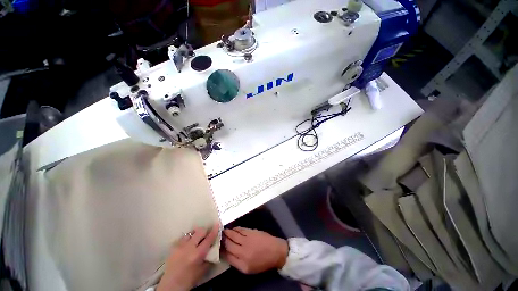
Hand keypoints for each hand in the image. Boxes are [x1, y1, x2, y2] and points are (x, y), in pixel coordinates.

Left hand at [157, 224, 218, 290]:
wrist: (171, 286)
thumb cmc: (189, 279)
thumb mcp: (203, 270)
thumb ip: (209, 257)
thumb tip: (214, 248)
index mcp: (197, 254)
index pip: (208, 238)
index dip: (214, 230)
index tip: (217, 224)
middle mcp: (189, 247)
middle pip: (199, 231)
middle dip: (204, 231)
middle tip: (206, 236)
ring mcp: (180, 246)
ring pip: (191, 233)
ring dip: (195, 235)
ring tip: (196, 240)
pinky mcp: (173, 247)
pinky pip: (183, 238)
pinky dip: (187, 239)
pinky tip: (187, 245)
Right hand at [222, 227, 287, 273]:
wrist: (275, 251)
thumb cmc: (262, 262)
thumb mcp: (248, 268)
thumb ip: (236, 262)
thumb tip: (226, 253)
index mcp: (242, 264)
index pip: (227, 256)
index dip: (220, 250)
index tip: (217, 246)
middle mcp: (243, 252)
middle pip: (228, 244)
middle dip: (222, 240)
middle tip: (217, 236)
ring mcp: (247, 240)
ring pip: (233, 235)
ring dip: (227, 232)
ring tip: (223, 231)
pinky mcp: (251, 232)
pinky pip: (240, 230)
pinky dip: (235, 229)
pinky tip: (233, 229)